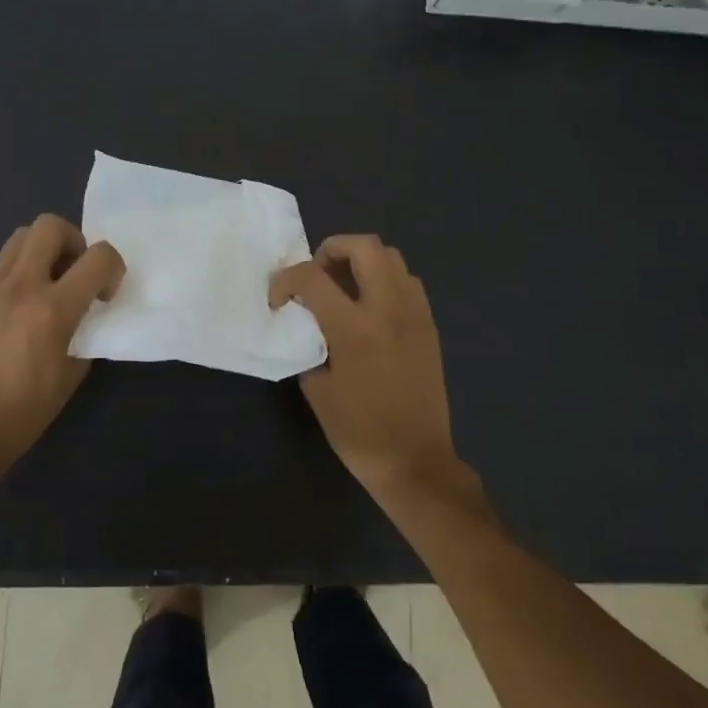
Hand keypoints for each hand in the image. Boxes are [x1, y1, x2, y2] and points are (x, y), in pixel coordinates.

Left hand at [0, 214, 124, 471]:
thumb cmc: (25, 412)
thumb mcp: (72, 372)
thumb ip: (85, 330)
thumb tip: (86, 310)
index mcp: (52, 310)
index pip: (98, 256)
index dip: (113, 267)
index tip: (104, 294)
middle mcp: (18, 287)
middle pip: (50, 226)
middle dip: (73, 241)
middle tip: (73, 273)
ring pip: (19, 239)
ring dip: (41, 252)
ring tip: (44, 287)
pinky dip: (15, 280)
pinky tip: (11, 316)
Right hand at [269, 234, 462, 497]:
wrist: (415, 461)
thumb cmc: (359, 432)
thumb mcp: (318, 391)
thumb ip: (309, 346)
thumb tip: (308, 325)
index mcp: (355, 328)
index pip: (312, 277)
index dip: (285, 280)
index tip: (278, 300)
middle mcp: (389, 310)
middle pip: (365, 246)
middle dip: (332, 249)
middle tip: (317, 276)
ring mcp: (415, 314)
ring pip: (392, 257)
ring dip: (362, 262)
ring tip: (343, 289)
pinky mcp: (429, 326)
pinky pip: (408, 282)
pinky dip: (385, 280)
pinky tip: (371, 309)